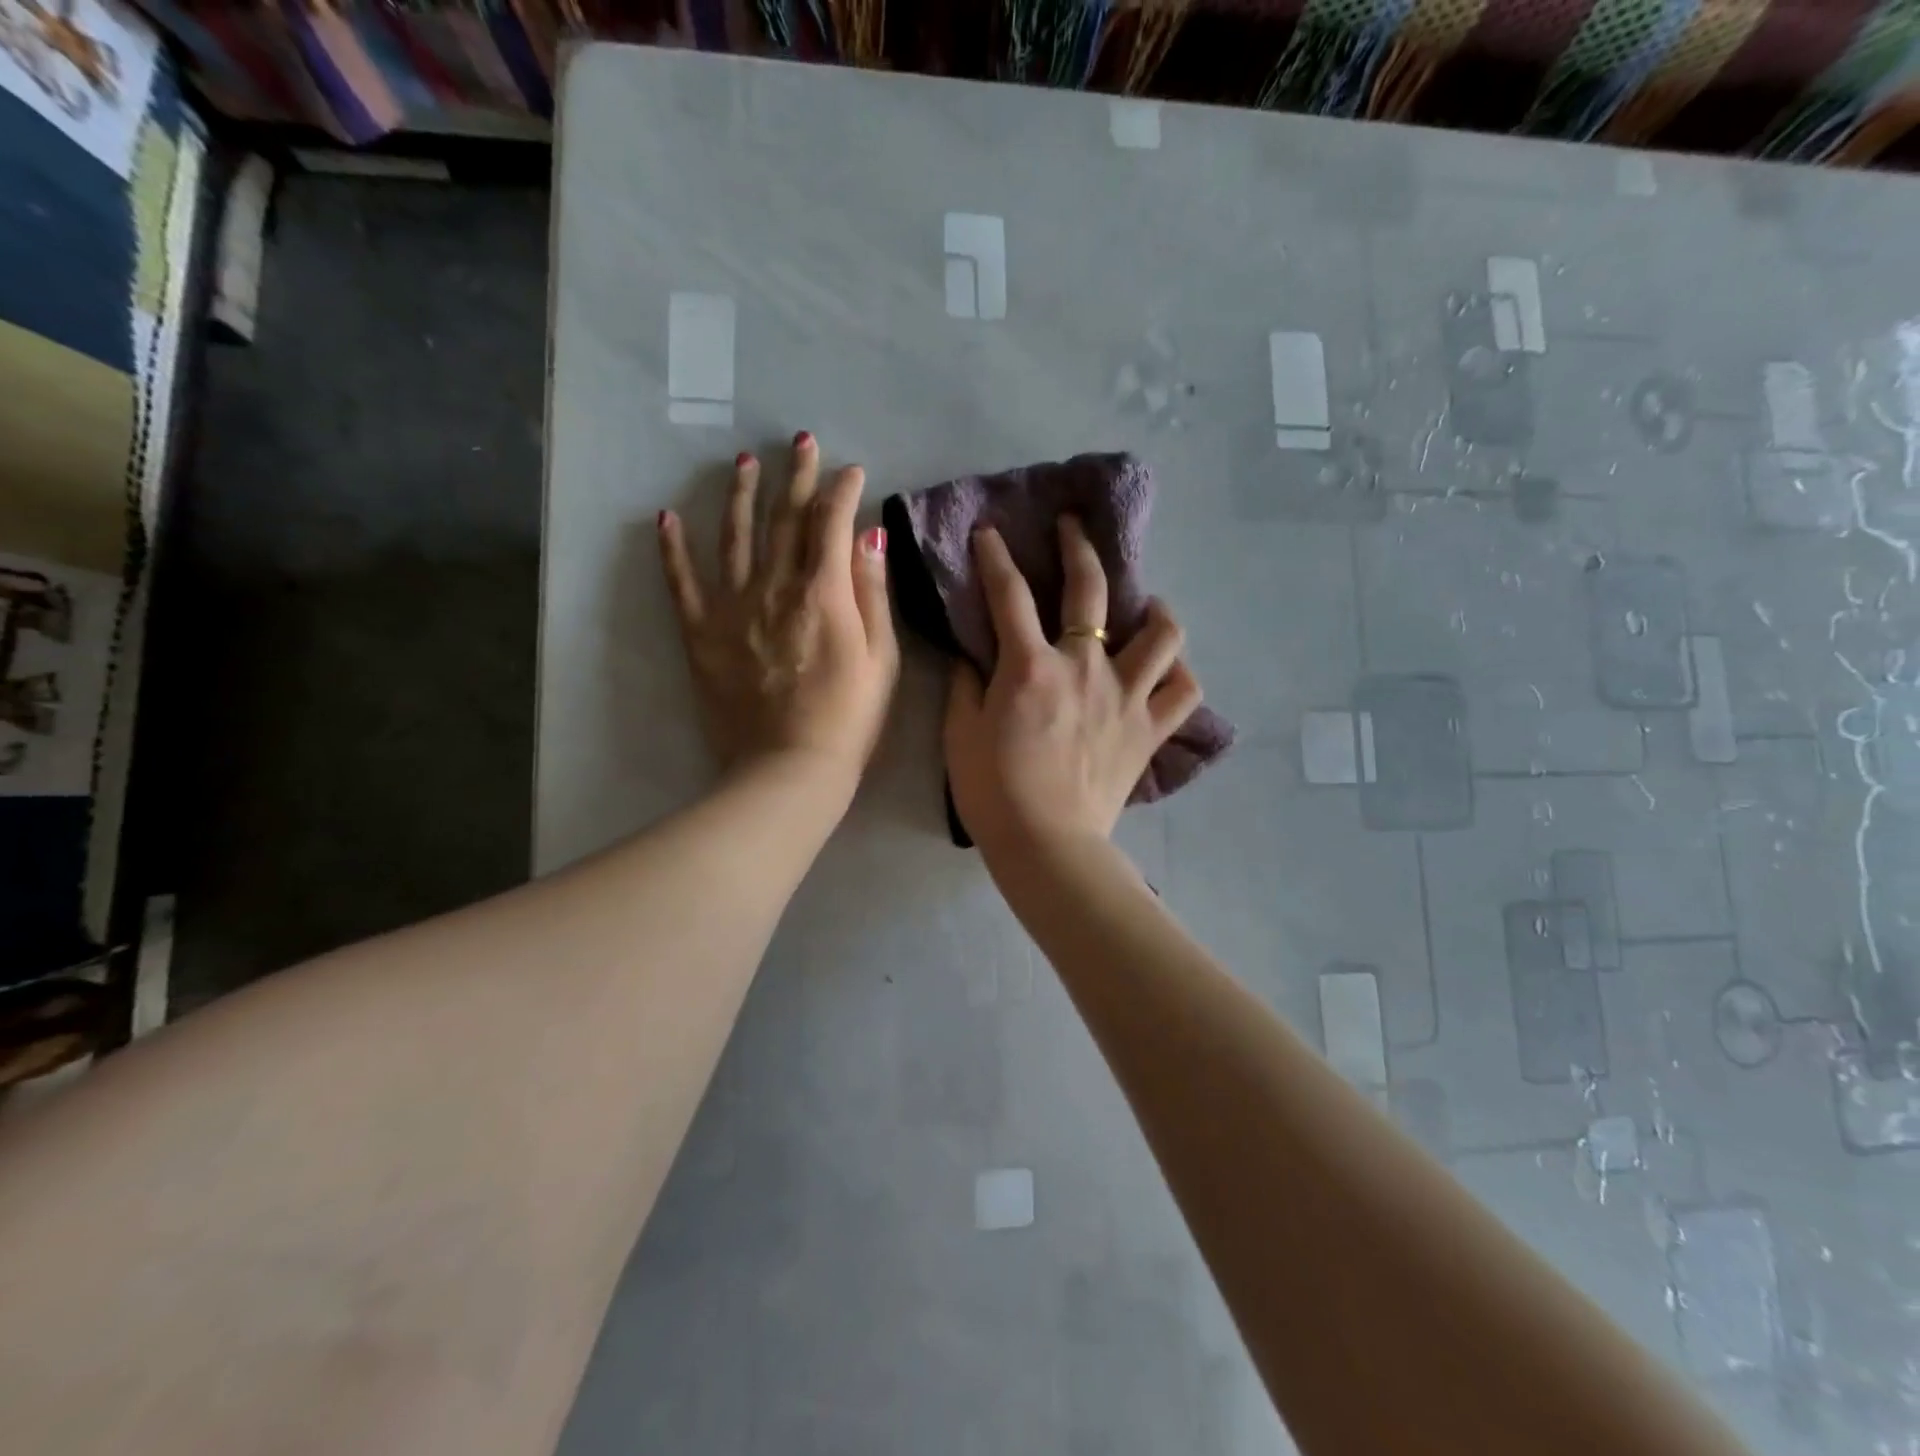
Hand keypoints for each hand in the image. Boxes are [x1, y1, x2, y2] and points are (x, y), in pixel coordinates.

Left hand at [659, 433, 898, 790]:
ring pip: (734, 537)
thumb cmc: (849, 719)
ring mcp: (732, 608)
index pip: (832, 522)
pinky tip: (666, 518)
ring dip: (741, 495)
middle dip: (796, 476)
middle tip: (801, 442)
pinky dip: (673, 549)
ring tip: (744, 462)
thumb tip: (867, 533)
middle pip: (785, 519)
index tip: (852, 471)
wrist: (789, 770)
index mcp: (822, 592)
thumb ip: (872, 592)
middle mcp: (774, 587)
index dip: (843, 490)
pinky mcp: (702, 634)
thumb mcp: (882, 658)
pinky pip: (682, 584)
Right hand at [944, 516, 1201, 861]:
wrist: (1046, 845)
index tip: (990, 532)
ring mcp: (1125, 697)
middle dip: (1079, 547)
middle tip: (1074, 528)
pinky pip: (1183, 692)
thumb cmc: (993, 792)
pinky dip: (1179, 675)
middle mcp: (1084, 668)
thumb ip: (966, 685)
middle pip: (1090, 590)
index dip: (995, 556)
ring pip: (1162, 636)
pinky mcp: (1149, 730)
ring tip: (1148, 607)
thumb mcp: (959, 735)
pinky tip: (1168, 669)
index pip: (1009, 594)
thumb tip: (974, 655)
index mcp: (1030, 666)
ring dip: (1156, 611)